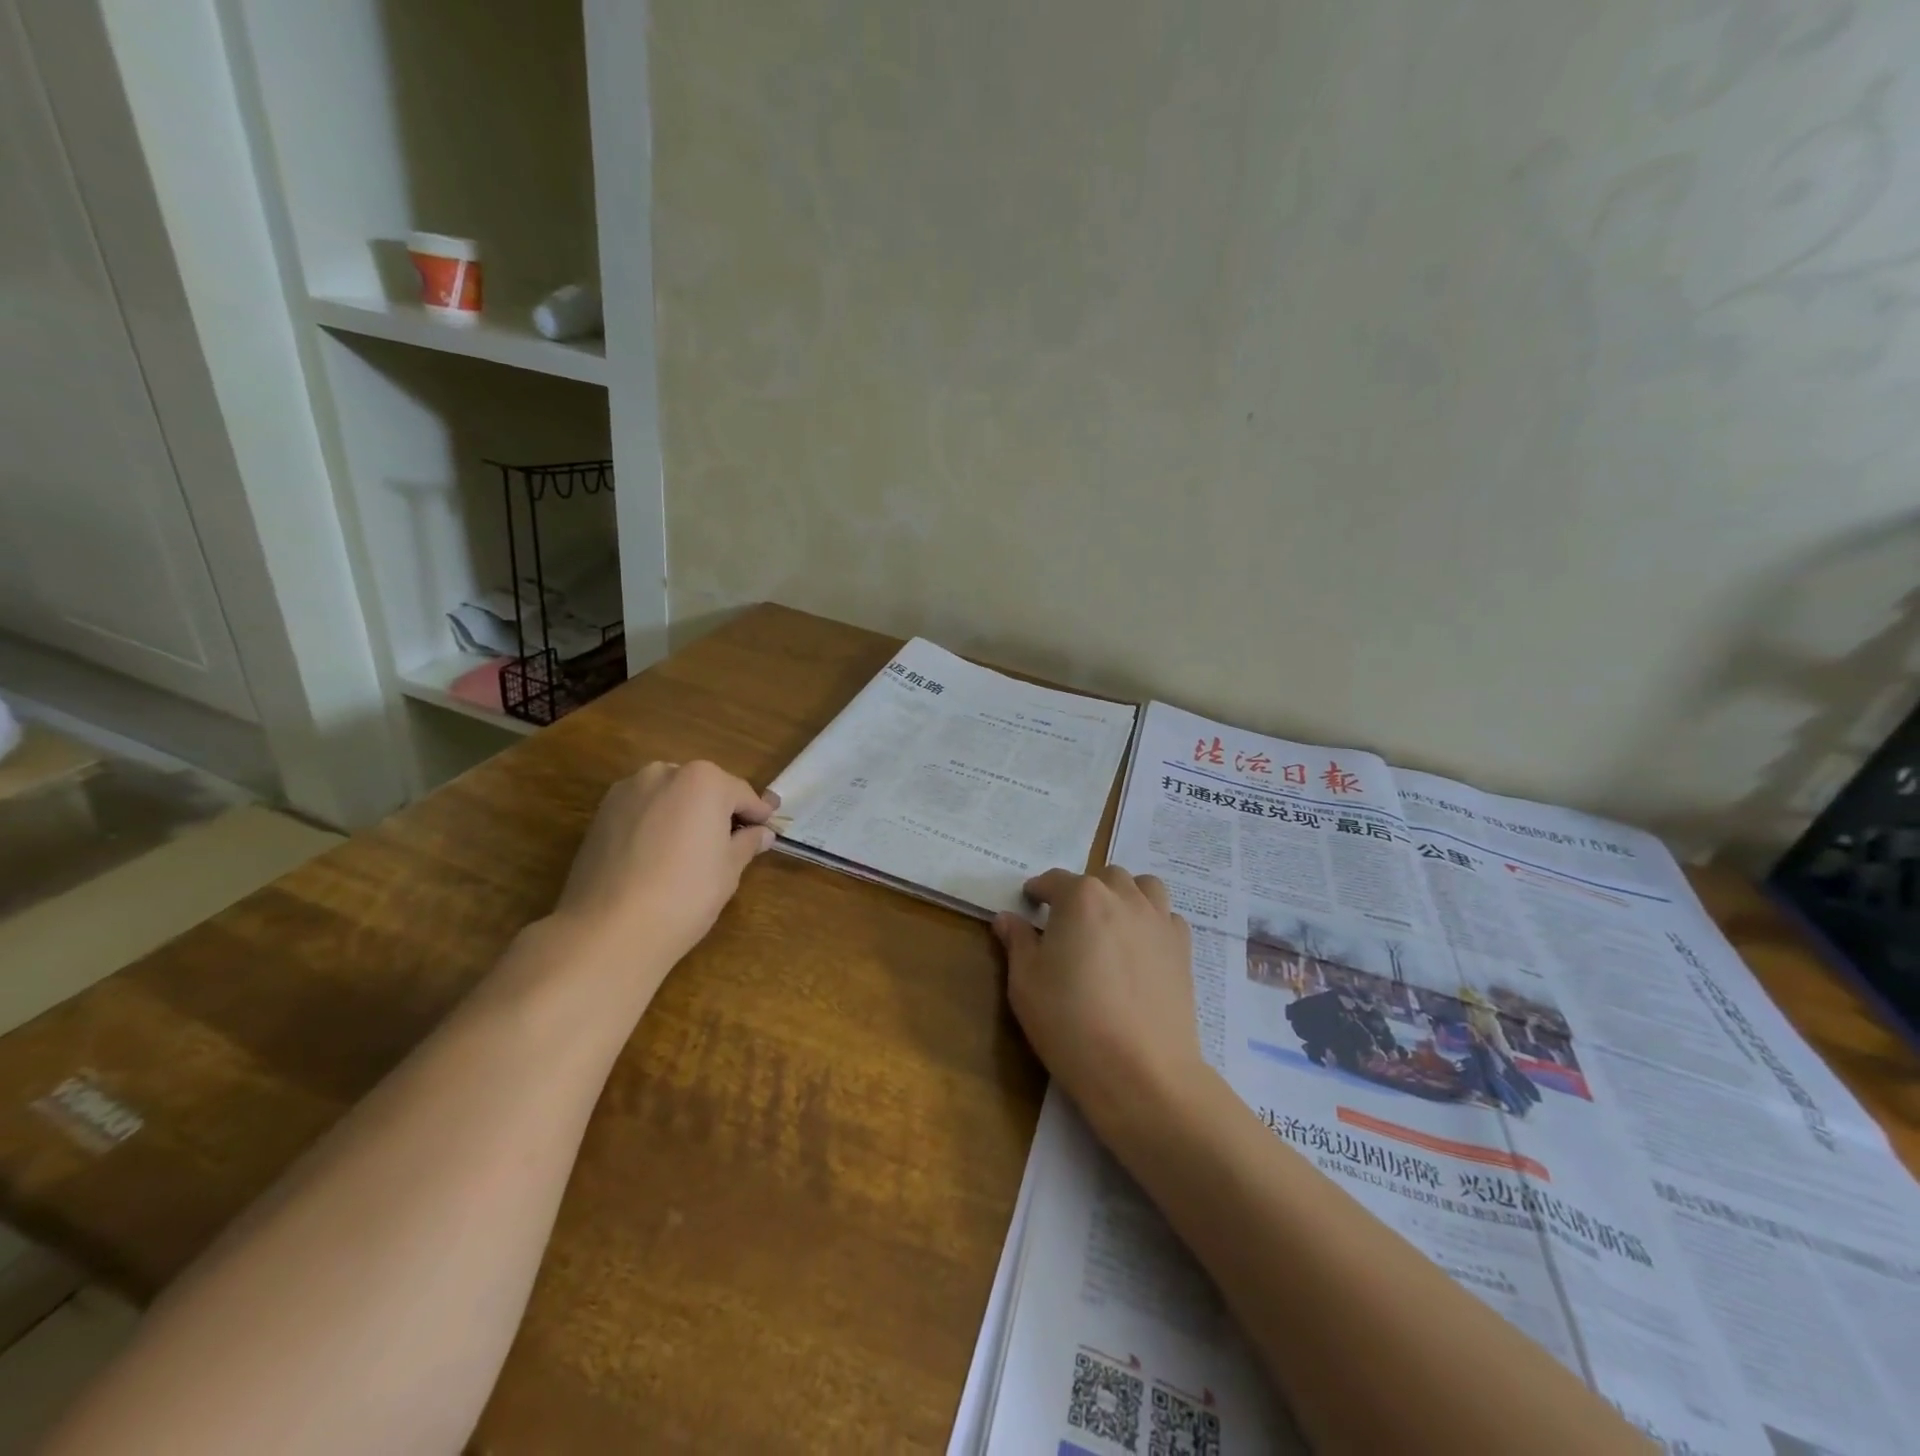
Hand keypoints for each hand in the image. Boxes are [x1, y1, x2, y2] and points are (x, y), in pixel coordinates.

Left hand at [553, 761, 778, 971]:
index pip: (741, 794)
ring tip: (689, 853)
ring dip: (684, 815)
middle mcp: (664, 773)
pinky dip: (655, 825)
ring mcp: (627, 791)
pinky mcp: (600, 814)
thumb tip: (761, 834)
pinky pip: (642, 812)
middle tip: (728, 844)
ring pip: (669, 797)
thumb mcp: (729, 869)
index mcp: (703, 780)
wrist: (609, 930)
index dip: (756, 815)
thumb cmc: (686, 894)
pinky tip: (658, 858)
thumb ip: (746, 843)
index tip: (766, 832)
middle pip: (703, 788)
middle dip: (717, 811)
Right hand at [992, 867, 1205, 1135]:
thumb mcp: (1025, 982)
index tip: (1029, 902)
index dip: (1038, 891)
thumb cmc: (1070, 1022)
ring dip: (1124, 895)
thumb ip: (1017, 942)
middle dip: (1083, 891)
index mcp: (1081, 897)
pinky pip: (1167, 917)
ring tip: (1110, 922)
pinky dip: (1152, 921)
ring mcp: (1158, 920)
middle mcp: (1123, 897)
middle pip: (1102, 878)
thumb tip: (1007, 918)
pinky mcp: (1183, 948)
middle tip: (1068, 921)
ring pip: (1143, 887)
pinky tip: (1140, 947)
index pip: (1054, 881)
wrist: (1140, 1071)